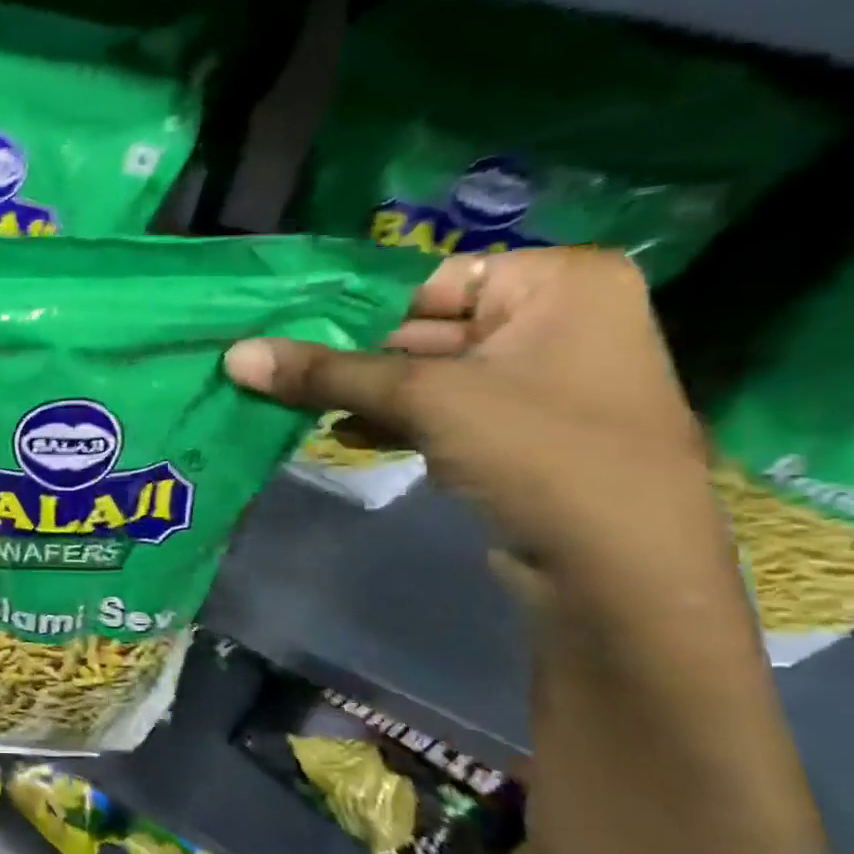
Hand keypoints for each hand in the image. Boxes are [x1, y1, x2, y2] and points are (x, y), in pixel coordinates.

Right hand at [226, 248, 707, 569]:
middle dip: (349, 357)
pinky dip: (391, 421)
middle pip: (421, 327)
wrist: (619, 573)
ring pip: (424, 374)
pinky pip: (439, 410)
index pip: (427, 279)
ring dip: (361, 393)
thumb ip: (326, 372)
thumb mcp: (424, 399)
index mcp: (557, 282)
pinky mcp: (517, 432)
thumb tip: (235, 355)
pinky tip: (340, 436)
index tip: (281, 326)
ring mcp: (537, 380)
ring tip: (291, 403)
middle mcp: (555, 320)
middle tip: (273, 366)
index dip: (352, 307)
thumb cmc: (539, 452)